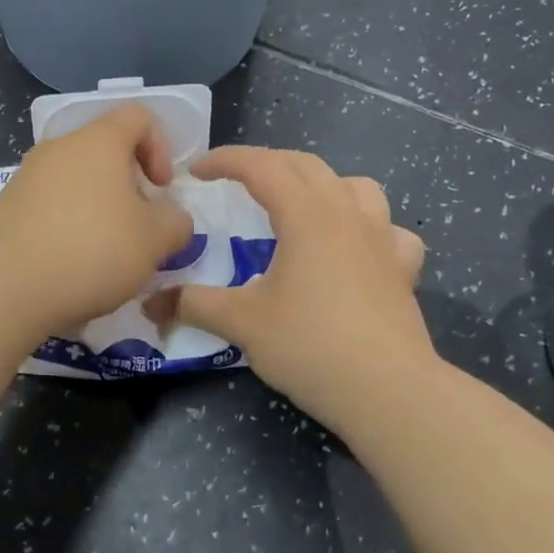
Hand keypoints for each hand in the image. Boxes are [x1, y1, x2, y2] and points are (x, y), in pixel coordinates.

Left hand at [0, 105, 195, 334]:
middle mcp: (59, 147)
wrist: (9, 287)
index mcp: (98, 141)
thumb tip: (171, 218)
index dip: (160, 148)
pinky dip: (66, 222)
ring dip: (97, 204)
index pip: (138, 117)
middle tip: (137, 224)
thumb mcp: (156, 240)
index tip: (161, 189)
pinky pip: (48, 202)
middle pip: (104, 149)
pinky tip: (70, 261)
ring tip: (104, 249)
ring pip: (74, 178)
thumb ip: (176, 221)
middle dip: (128, 182)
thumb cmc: (93, 251)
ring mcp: (26, 175)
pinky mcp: (6, 206)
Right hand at [169, 147, 430, 428]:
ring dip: (322, 184)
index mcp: (307, 215)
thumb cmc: (311, 346)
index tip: (196, 171)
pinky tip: (357, 250)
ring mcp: (382, 239)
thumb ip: (194, 304)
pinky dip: (369, 227)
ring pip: (355, 186)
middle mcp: (347, 214)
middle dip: (266, 163)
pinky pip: (389, 231)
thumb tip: (150, 302)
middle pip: (306, 166)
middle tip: (235, 181)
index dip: (225, 160)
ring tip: (300, 205)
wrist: (389, 392)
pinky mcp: (403, 269)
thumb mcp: (243, 323)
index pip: (262, 166)